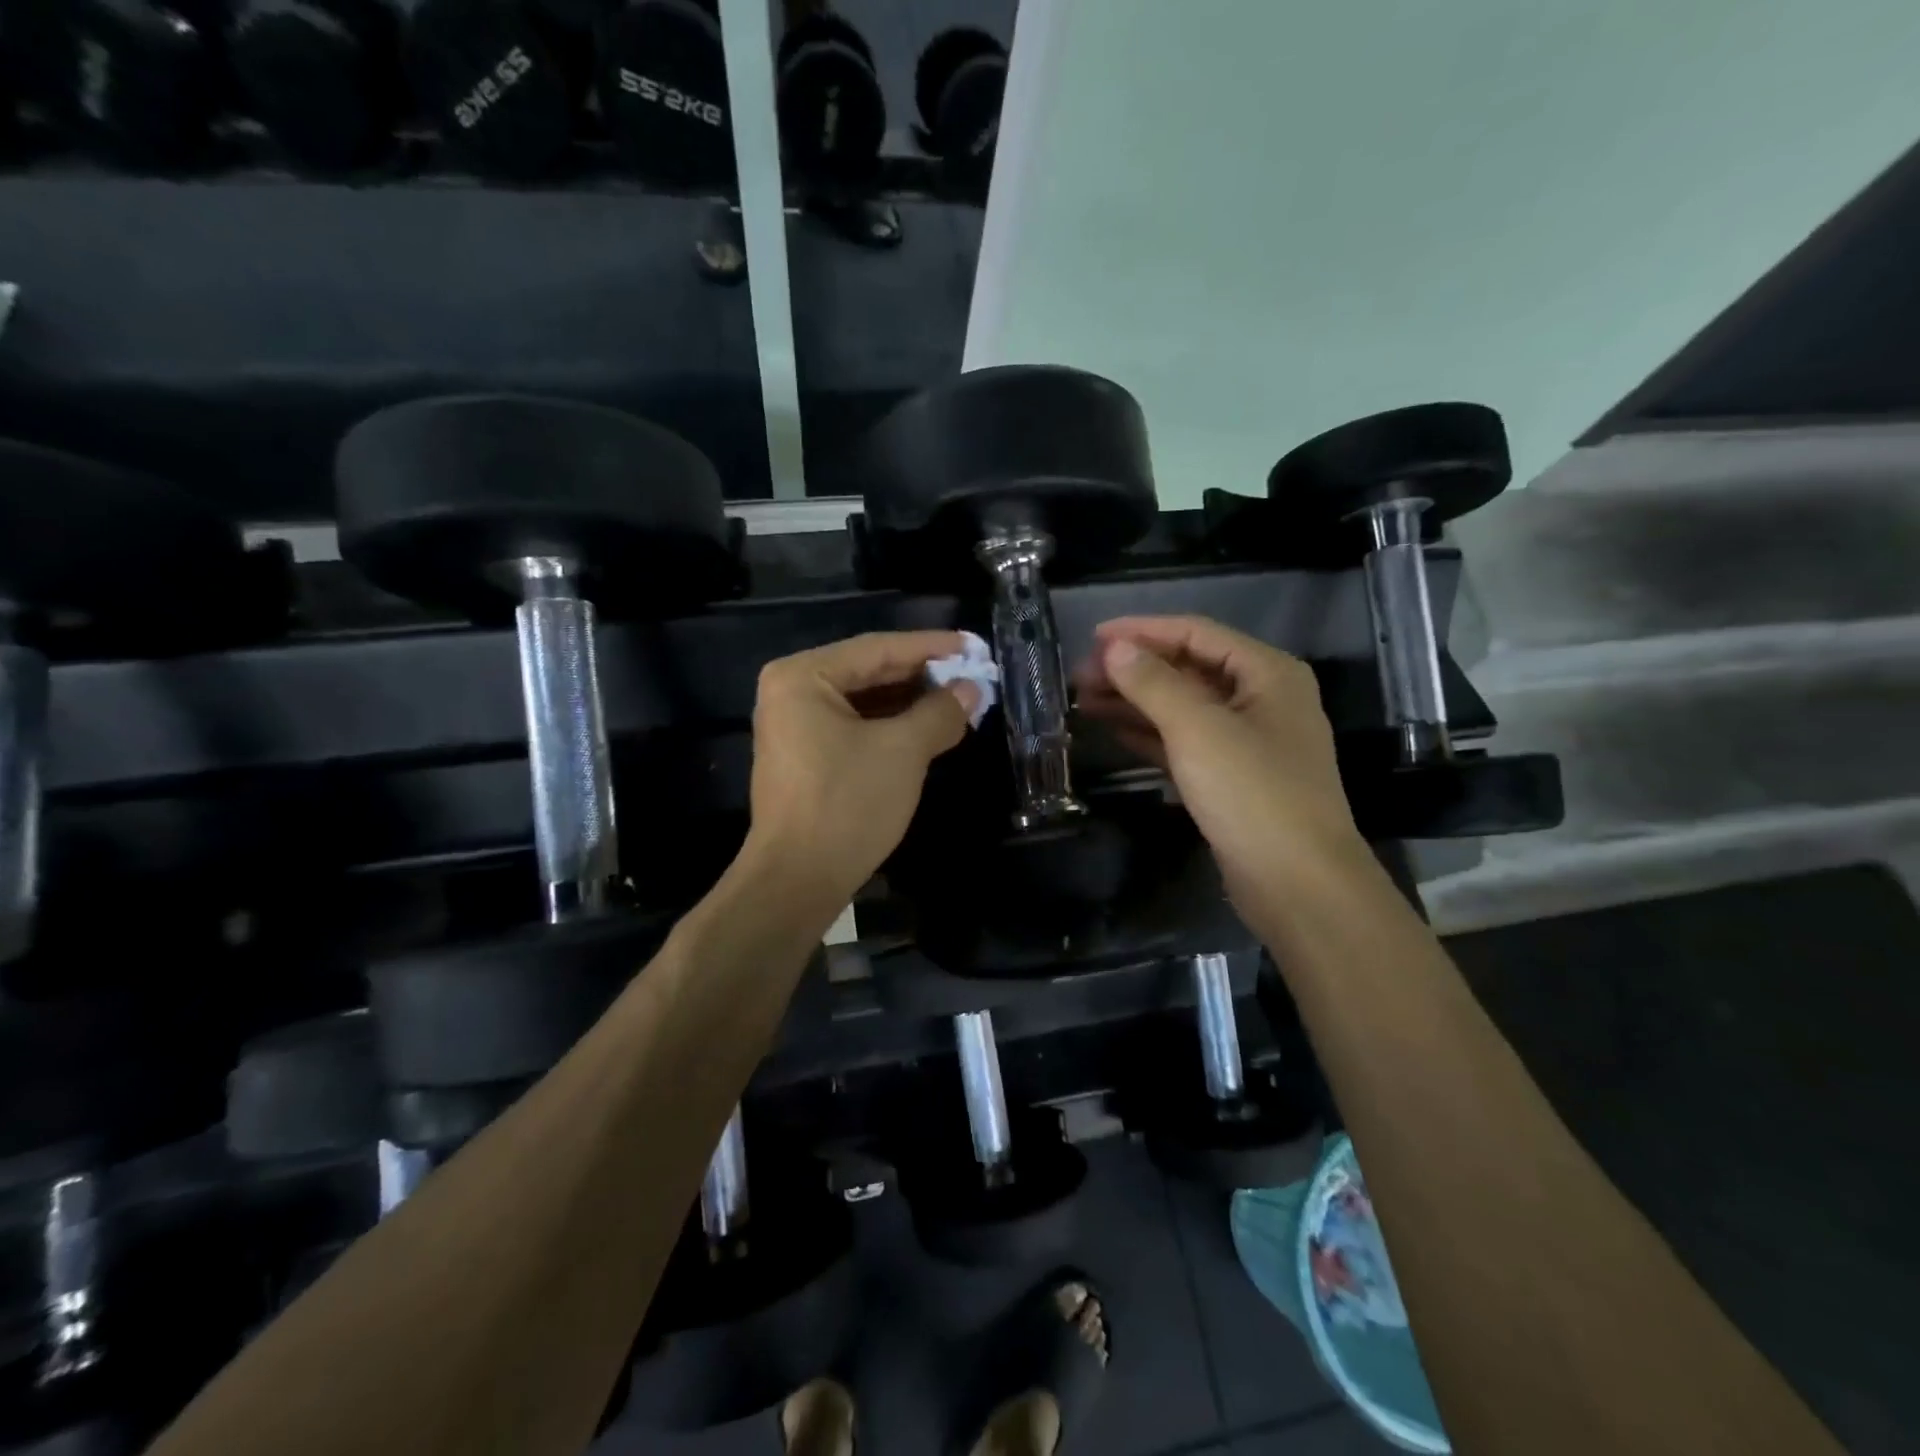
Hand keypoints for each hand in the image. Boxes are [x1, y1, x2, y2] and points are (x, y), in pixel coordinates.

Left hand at [744, 631, 981, 909]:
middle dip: (922, 675)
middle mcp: (791, 692)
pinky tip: (927, 728)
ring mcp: (794, 726)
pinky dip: (891, 726)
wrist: (797, 880)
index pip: (878, 648)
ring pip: (864, 701)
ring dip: (910, 702)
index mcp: (803, 676)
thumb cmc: (847, 803)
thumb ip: (939, 712)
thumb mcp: (903, 751)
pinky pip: (854, 727)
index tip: (973, 645)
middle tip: (972, 674)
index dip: (930, 647)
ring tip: (959, 699)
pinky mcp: (805, 757)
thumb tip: (971, 690)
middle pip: (869, 671)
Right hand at [1075, 616, 1367, 913]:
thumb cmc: (1253, 793)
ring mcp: (1247, 741)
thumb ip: (1154, 683)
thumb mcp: (1198, 730)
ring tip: (1084, 701)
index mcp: (1268, 674)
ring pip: (1182, 708)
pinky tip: (1112, 730)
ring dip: (1135, 702)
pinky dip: (1149, 734)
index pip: (1197, 633)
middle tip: (1080, 676)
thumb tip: (1115, 648)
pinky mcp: (1231, 777)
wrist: (1297, 884)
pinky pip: (1184, 742)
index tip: (1092, 638)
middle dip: (1134, 670)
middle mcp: (1261, 699)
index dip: (1143, 631)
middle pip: (1188, 669)